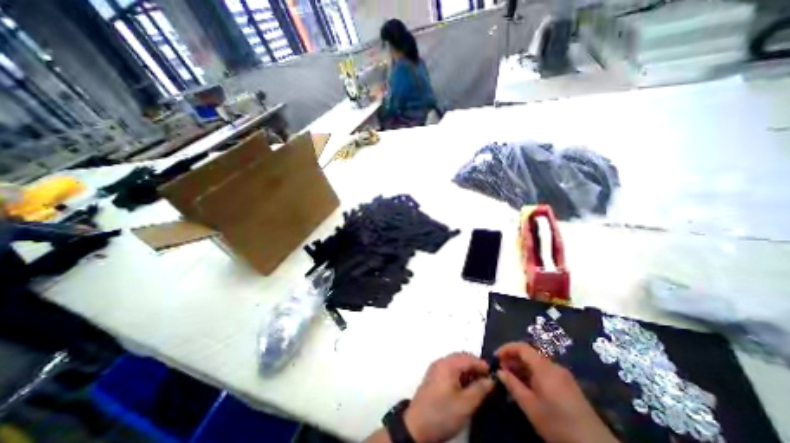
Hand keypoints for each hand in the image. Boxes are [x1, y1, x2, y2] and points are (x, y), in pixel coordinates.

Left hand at [407, 353, 490, 441]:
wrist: (416, 426)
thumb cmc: (442, 413)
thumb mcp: (465, 404)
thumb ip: (480, 390)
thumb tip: (491, 380)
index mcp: (447, 364)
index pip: (468, 357)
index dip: (482, 365)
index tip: (494, 376)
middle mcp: (441, 362)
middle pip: (461, 358)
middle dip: (475, 368)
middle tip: (487, 382)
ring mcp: (435, 369)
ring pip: (456, 365)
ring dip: (468, 372)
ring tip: (478, 387)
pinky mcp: (433, 378)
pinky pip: (450, 371)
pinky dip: (460, 376)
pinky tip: (465, 389)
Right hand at [496, 342, 619, 442]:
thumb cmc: (558, 424)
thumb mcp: (531, 407)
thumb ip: (513, 386)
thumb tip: (500, 372)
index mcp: (544, 368)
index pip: (522, 347)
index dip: (507, 348)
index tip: (496, 357)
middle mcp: (554, 366)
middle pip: (529, 354)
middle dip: (513, 359)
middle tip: (502, 370)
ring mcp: (563, 376)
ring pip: (537, 363)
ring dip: (522, 367)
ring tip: (511, 379)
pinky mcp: (569, 385)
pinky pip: (545, 372)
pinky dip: (532, 374)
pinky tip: (527, 387)